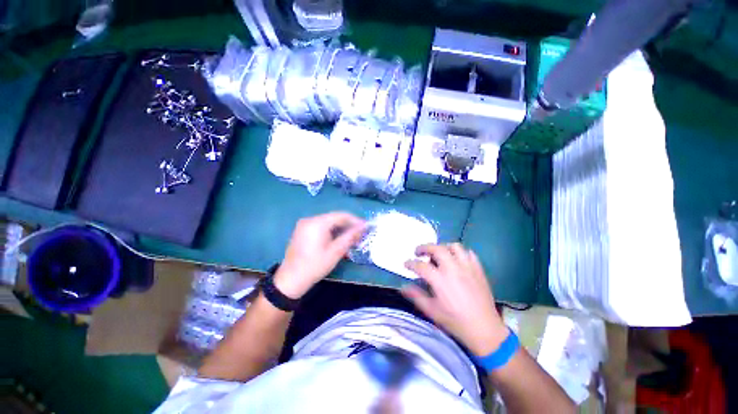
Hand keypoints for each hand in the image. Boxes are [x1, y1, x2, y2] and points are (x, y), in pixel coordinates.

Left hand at [274, 212, 365, 298]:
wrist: (290, 280)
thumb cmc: (315, 266)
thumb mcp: (336, 252)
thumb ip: (350, 237)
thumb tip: (363, 227)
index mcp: (317, 223)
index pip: (341, 215)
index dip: (355, 220)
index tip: (366, 227)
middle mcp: (310, 219)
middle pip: (334, 217)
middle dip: (348, 224)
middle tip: (360, 233)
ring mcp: (304, 224)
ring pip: (328, 222)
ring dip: (341, 228)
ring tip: (351, 237)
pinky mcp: (302, 230)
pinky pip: (321, 226)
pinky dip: (331, 231)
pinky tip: (338, 239)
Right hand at [402, 243, 508, 356]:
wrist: (485, 330)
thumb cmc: (455, 322)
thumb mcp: (432, 311)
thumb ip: (416, 296)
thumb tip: (403, 287)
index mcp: (440, 280)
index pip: (421, 266)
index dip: (411, 263)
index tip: (406, 264)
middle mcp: (453, 269)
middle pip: (436, 249)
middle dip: (424, 248)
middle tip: (419, 252)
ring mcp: (467, 267)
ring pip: (454, 246)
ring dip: (443, 247)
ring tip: (438, 254)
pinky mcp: (478, 269)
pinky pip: (469, 253)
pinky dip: (460, 253)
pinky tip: (456, 260)